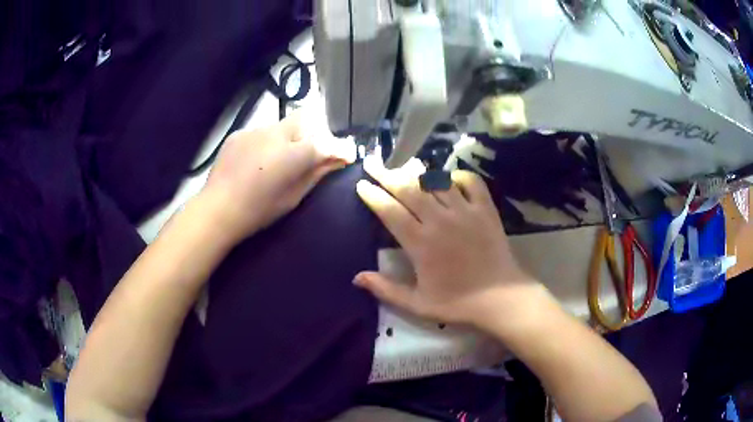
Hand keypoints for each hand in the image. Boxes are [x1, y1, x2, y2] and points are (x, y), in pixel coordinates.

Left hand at [202, 109, 354, 243]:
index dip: (339, 148)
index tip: (345, 155)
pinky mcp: (239, 133)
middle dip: (312, 133)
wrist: (218, 209)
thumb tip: (337, 160)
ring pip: (281, 126)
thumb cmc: (259, 210)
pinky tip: (255, 162)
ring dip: (286, 139)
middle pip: (305, 119)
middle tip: (306, 155)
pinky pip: (260, 132)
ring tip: (275, 161)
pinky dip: (265, 143)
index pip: (326, 142)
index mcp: (292, 154)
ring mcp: (254, 130)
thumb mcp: (293, 196)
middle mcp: (276, 134)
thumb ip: (317, 173)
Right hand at [354, 156, 550, 330]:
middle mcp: (439, 221)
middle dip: (386, 174)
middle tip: (373, 163)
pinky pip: (471, 182)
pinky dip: (458, 176)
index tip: (361, 184)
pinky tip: (449, 178)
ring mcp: (464, 212)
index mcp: (420, 243)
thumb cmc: (458, 303)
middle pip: (408, 189)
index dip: (373, 196)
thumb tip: (357, 277)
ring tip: (405, 165)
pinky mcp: (485, 209)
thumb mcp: (418, 304)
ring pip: (436, 182)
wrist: (500, 298)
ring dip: (418, 172)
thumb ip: (386, 289)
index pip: (390, 211)